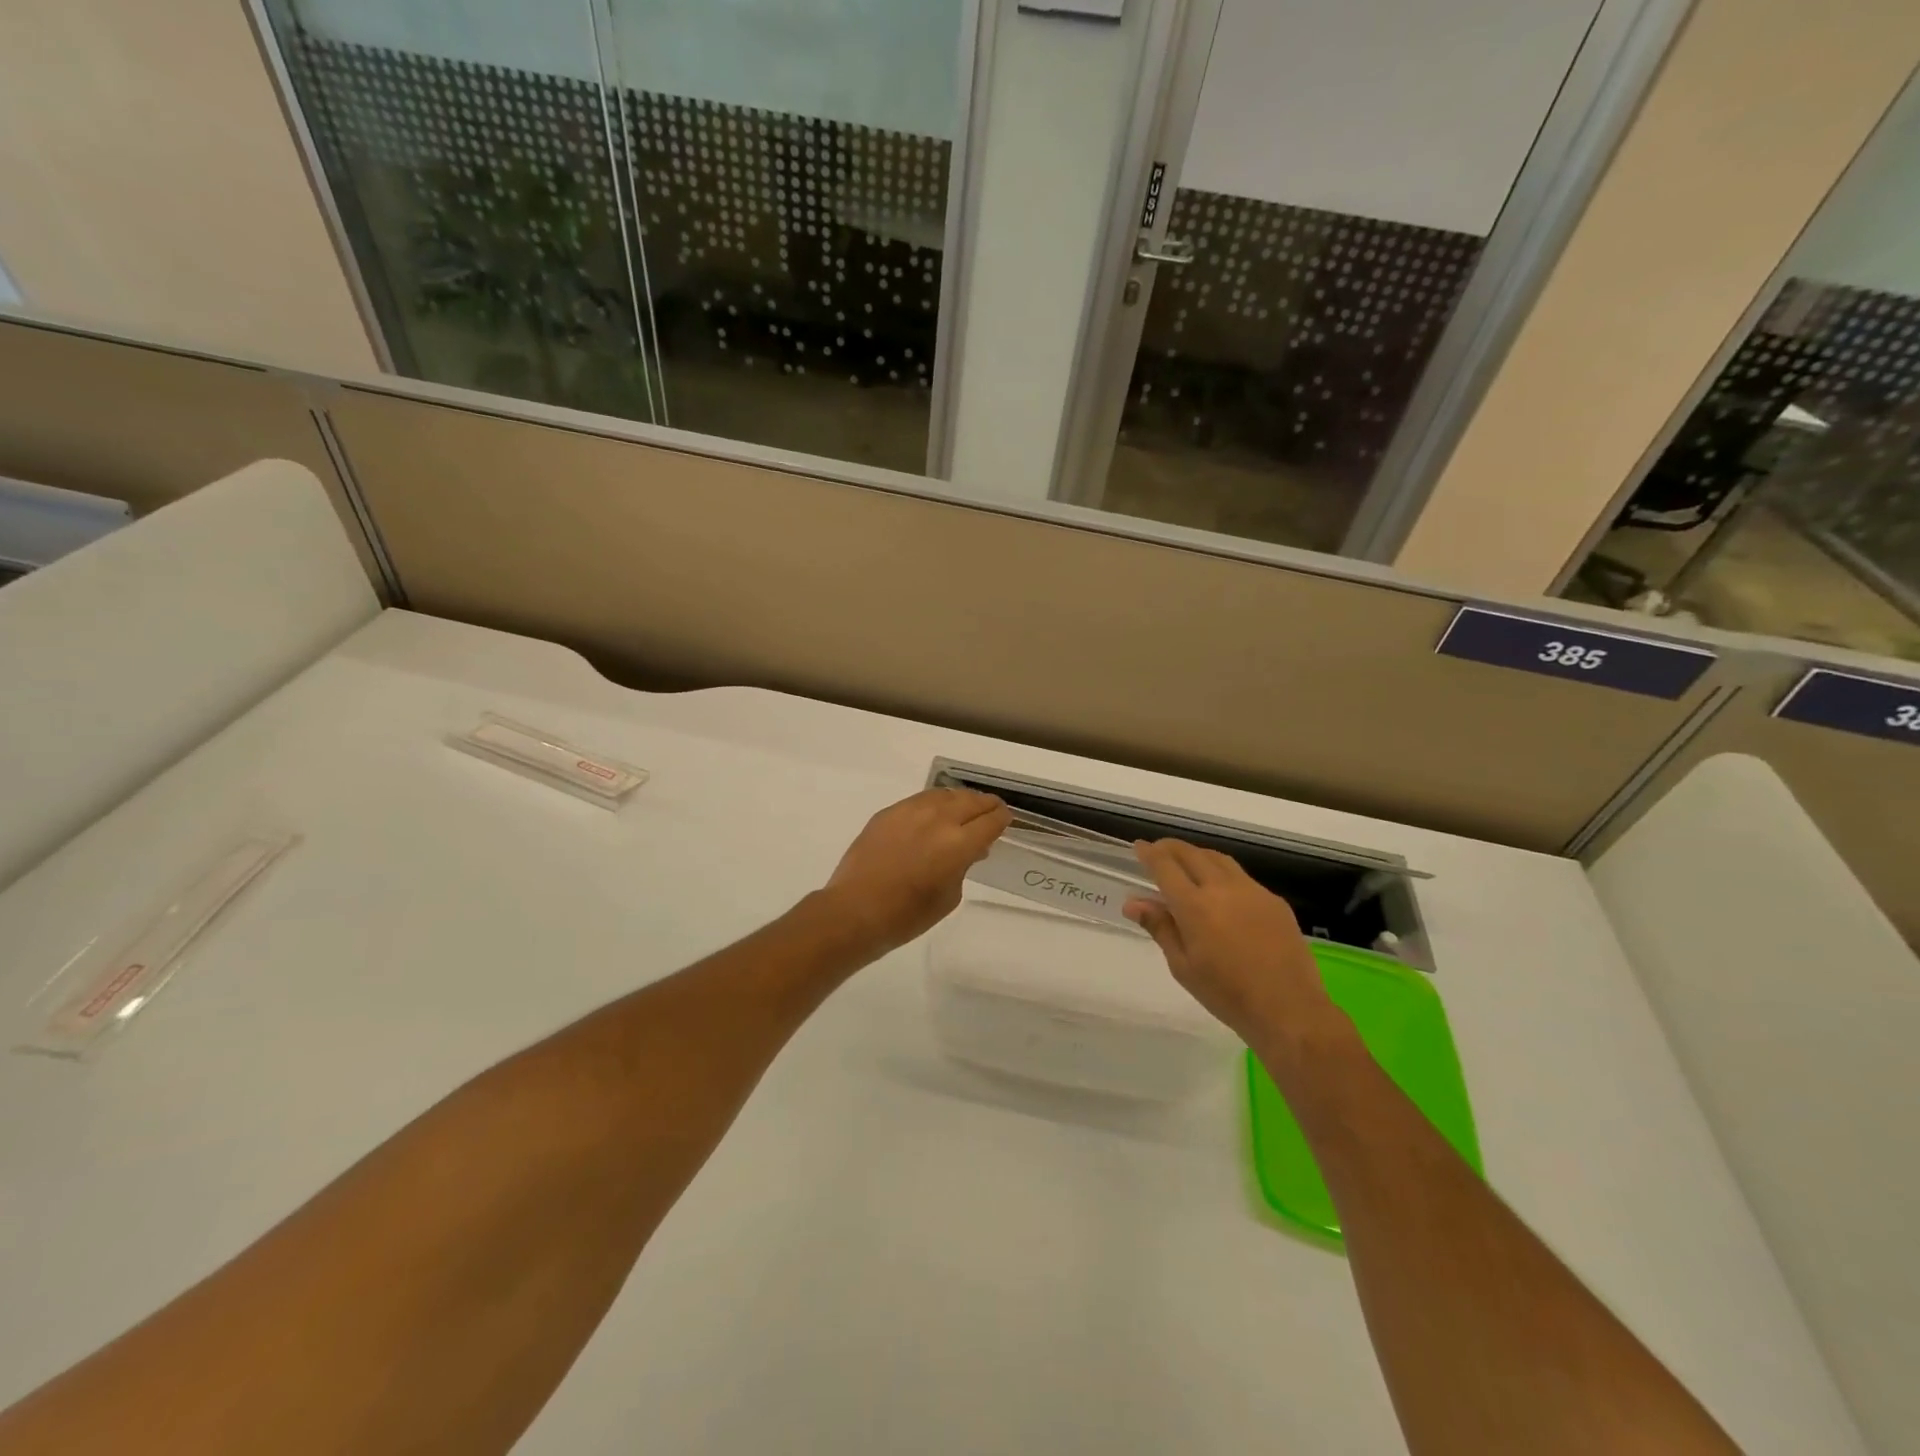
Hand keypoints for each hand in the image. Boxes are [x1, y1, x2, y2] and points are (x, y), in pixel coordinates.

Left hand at [820, 788, 1012, 959]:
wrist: (855, 910)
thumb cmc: (907, 915)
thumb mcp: (949, 896)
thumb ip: (963, 866)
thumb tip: (969, 850)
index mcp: (958, 843)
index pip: (990, 821)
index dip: (1002, 819)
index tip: (1005, 821)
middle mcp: (938, 819)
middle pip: (971, 800)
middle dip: (986, 805)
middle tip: (992, 810)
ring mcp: (910, 811)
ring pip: (945, 794)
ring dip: (960, 800)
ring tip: (964, 809)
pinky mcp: (889, 812)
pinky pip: (920, 800)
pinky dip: (934, 803)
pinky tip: (933, 814)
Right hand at [1123, 839, 1342, 1050]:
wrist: (1289, 1009)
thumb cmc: (1227, 994)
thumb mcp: (1183, 966)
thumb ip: (1160, 928)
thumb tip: (1133, 903)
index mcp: (1194, 906)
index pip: (1165, 867)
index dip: (1149, 853)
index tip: (1139, 846)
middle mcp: (1222, 888)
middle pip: (1191, 854)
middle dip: (1171, 848)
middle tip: (1158, 850)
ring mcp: (1252, 891)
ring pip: (1219, 859)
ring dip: (1198, 855)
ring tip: (1187, 862)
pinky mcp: (1274, 901)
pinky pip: (1242, 876)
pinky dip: (1222, 872)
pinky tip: (1221, 891)